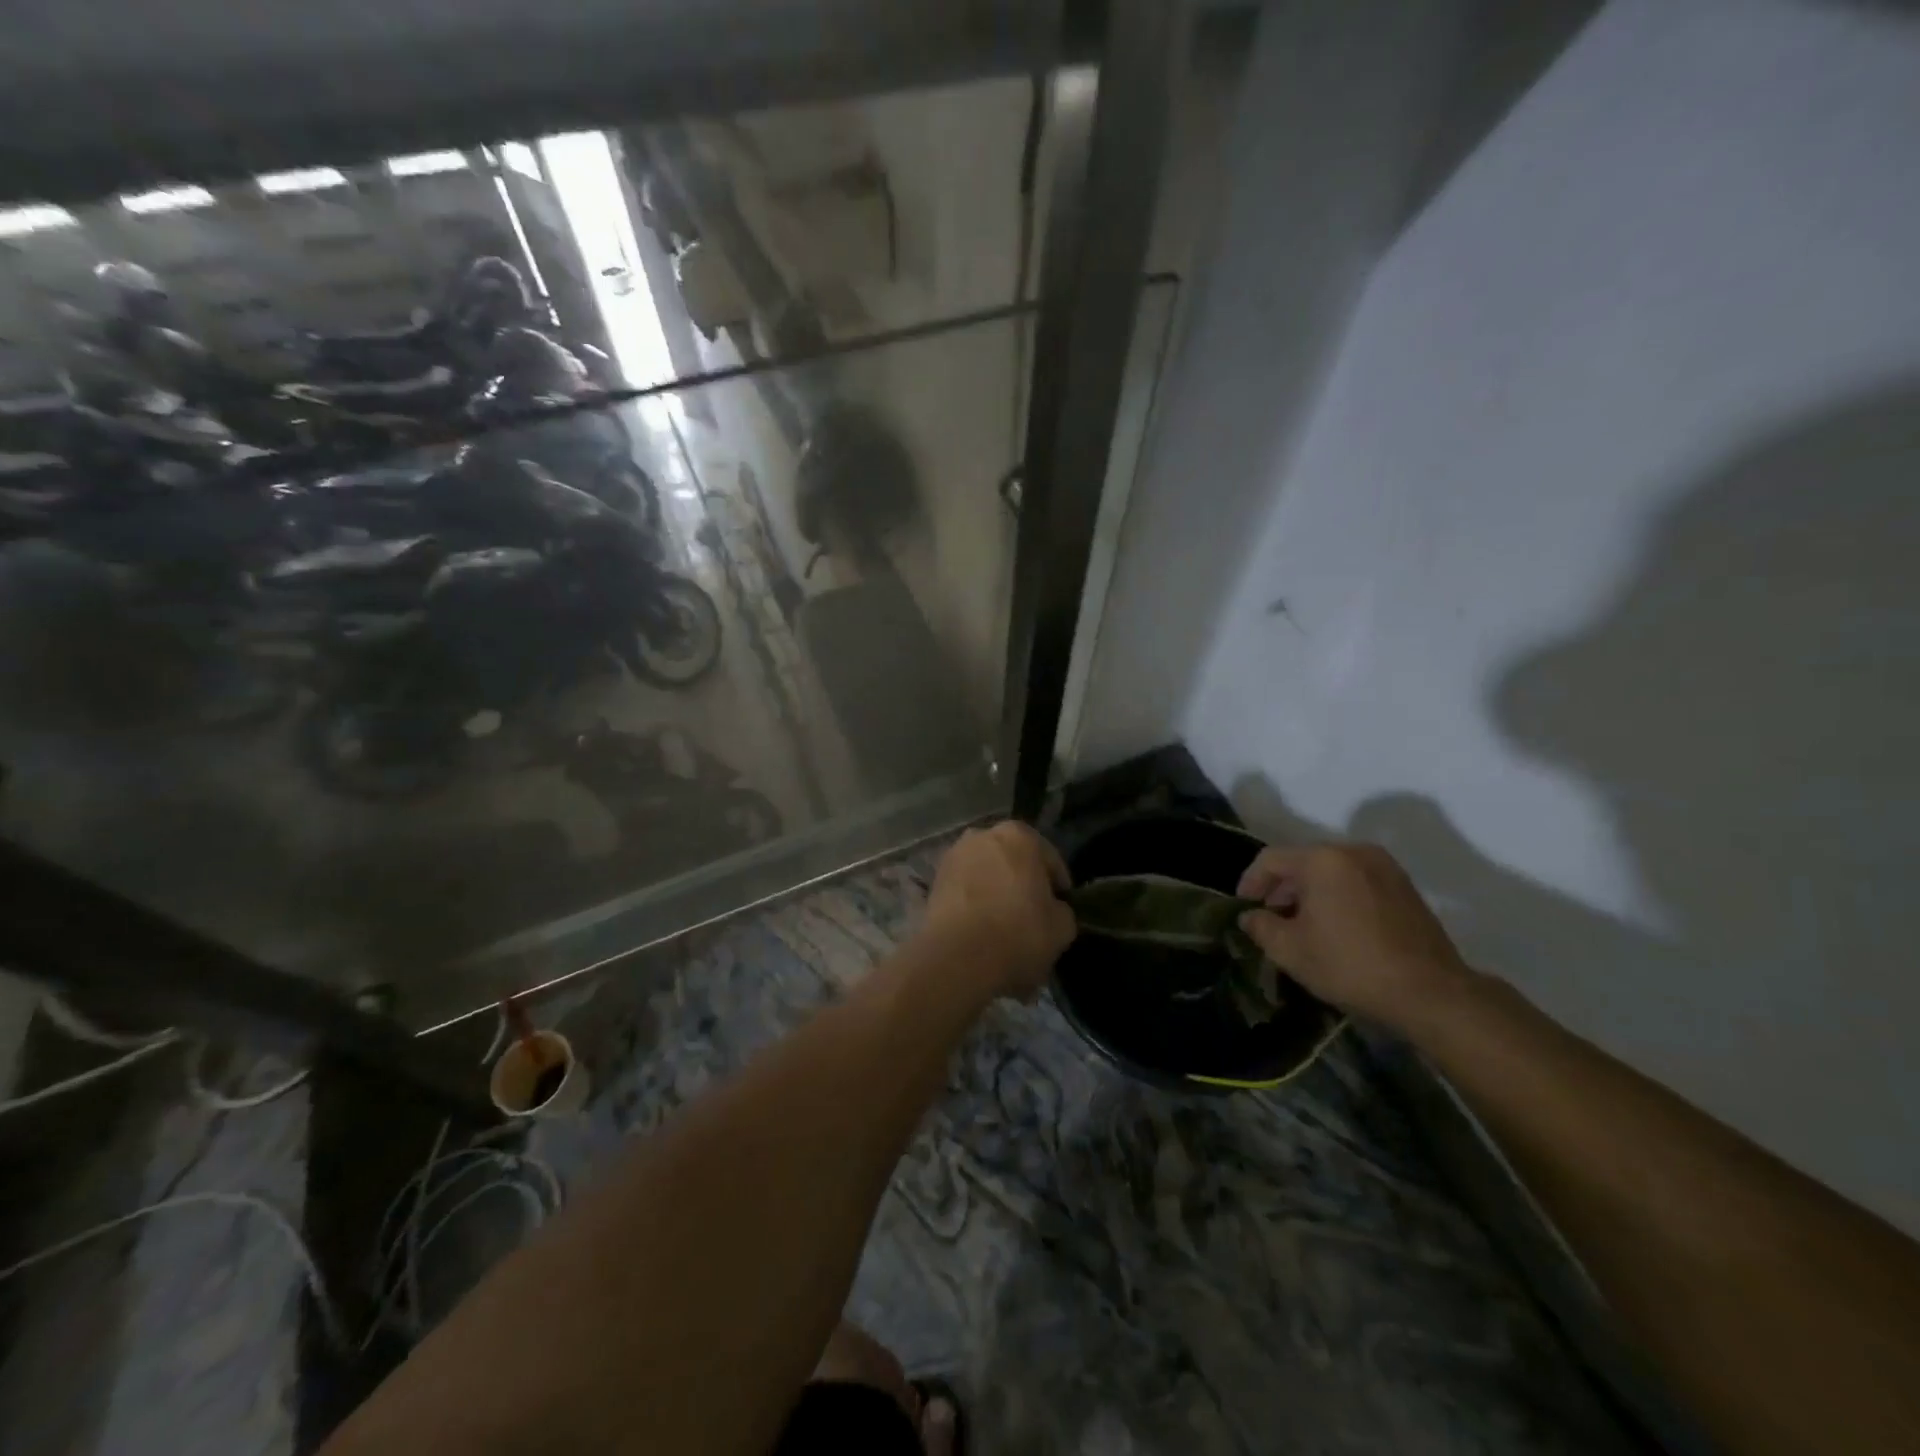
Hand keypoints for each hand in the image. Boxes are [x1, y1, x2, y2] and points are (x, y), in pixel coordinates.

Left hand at [920, 822, 1075, 1001]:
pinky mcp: (933, 883)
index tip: (1061, 910)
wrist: (958, 958)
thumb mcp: (1062, 927)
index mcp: (1019, 835)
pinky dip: (975, 908)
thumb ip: (1062, 910)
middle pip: (1014, 865)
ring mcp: (953, 858)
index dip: (1059, 888)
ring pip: (987, 878)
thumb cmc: (1019, 933)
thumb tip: (1052, 910)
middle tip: (1033, 920)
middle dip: (1023, 888)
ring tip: (1005, 931)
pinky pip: (965, 894)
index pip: (1050, 861)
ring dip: (997, 897)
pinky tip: (982, 935)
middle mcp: (983, 835)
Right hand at [1236, 842, 1474, 1032]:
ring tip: (1302, 925)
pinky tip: (1336, 927)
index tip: (1243, 908)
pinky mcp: (1404, 886)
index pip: (1270, 859)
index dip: (1250, 882)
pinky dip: (1338, 896)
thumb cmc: (1350, 965)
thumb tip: (1250, 916)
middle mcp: (1354, 851)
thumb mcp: (1290, 951)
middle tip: (1270, 918)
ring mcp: (1384, 867)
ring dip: (1310, 892)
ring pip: (1331, 871)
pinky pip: (1357, 881)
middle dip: (1281, 888)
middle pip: (1303, 861)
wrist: (1430, 993)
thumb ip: (1260, 927)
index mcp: (1322, 859)